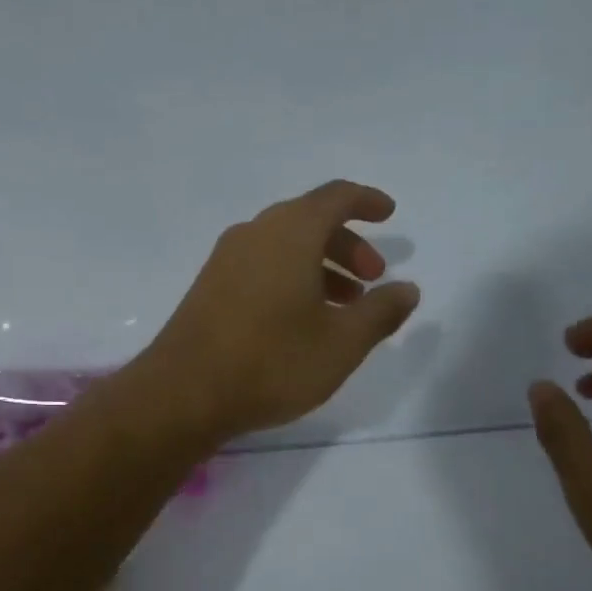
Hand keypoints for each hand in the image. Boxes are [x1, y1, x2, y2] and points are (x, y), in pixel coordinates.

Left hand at [134, 181, 421, 444]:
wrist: (183, 393)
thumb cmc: (272, 362)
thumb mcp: (341, 343)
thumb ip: (380, 312)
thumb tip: (407, 289)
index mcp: (290, 233)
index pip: (335, 197)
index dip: (366, 201)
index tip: (389, 214)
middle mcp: (255, 233)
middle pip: (310, 220)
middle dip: (347, 245)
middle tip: (373, 280)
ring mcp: (226, 259)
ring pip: (284, 245)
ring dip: (320, 265)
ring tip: (345, 307)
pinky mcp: (209, 286)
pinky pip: (261, 265)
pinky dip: (291, 277)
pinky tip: (302, 319)